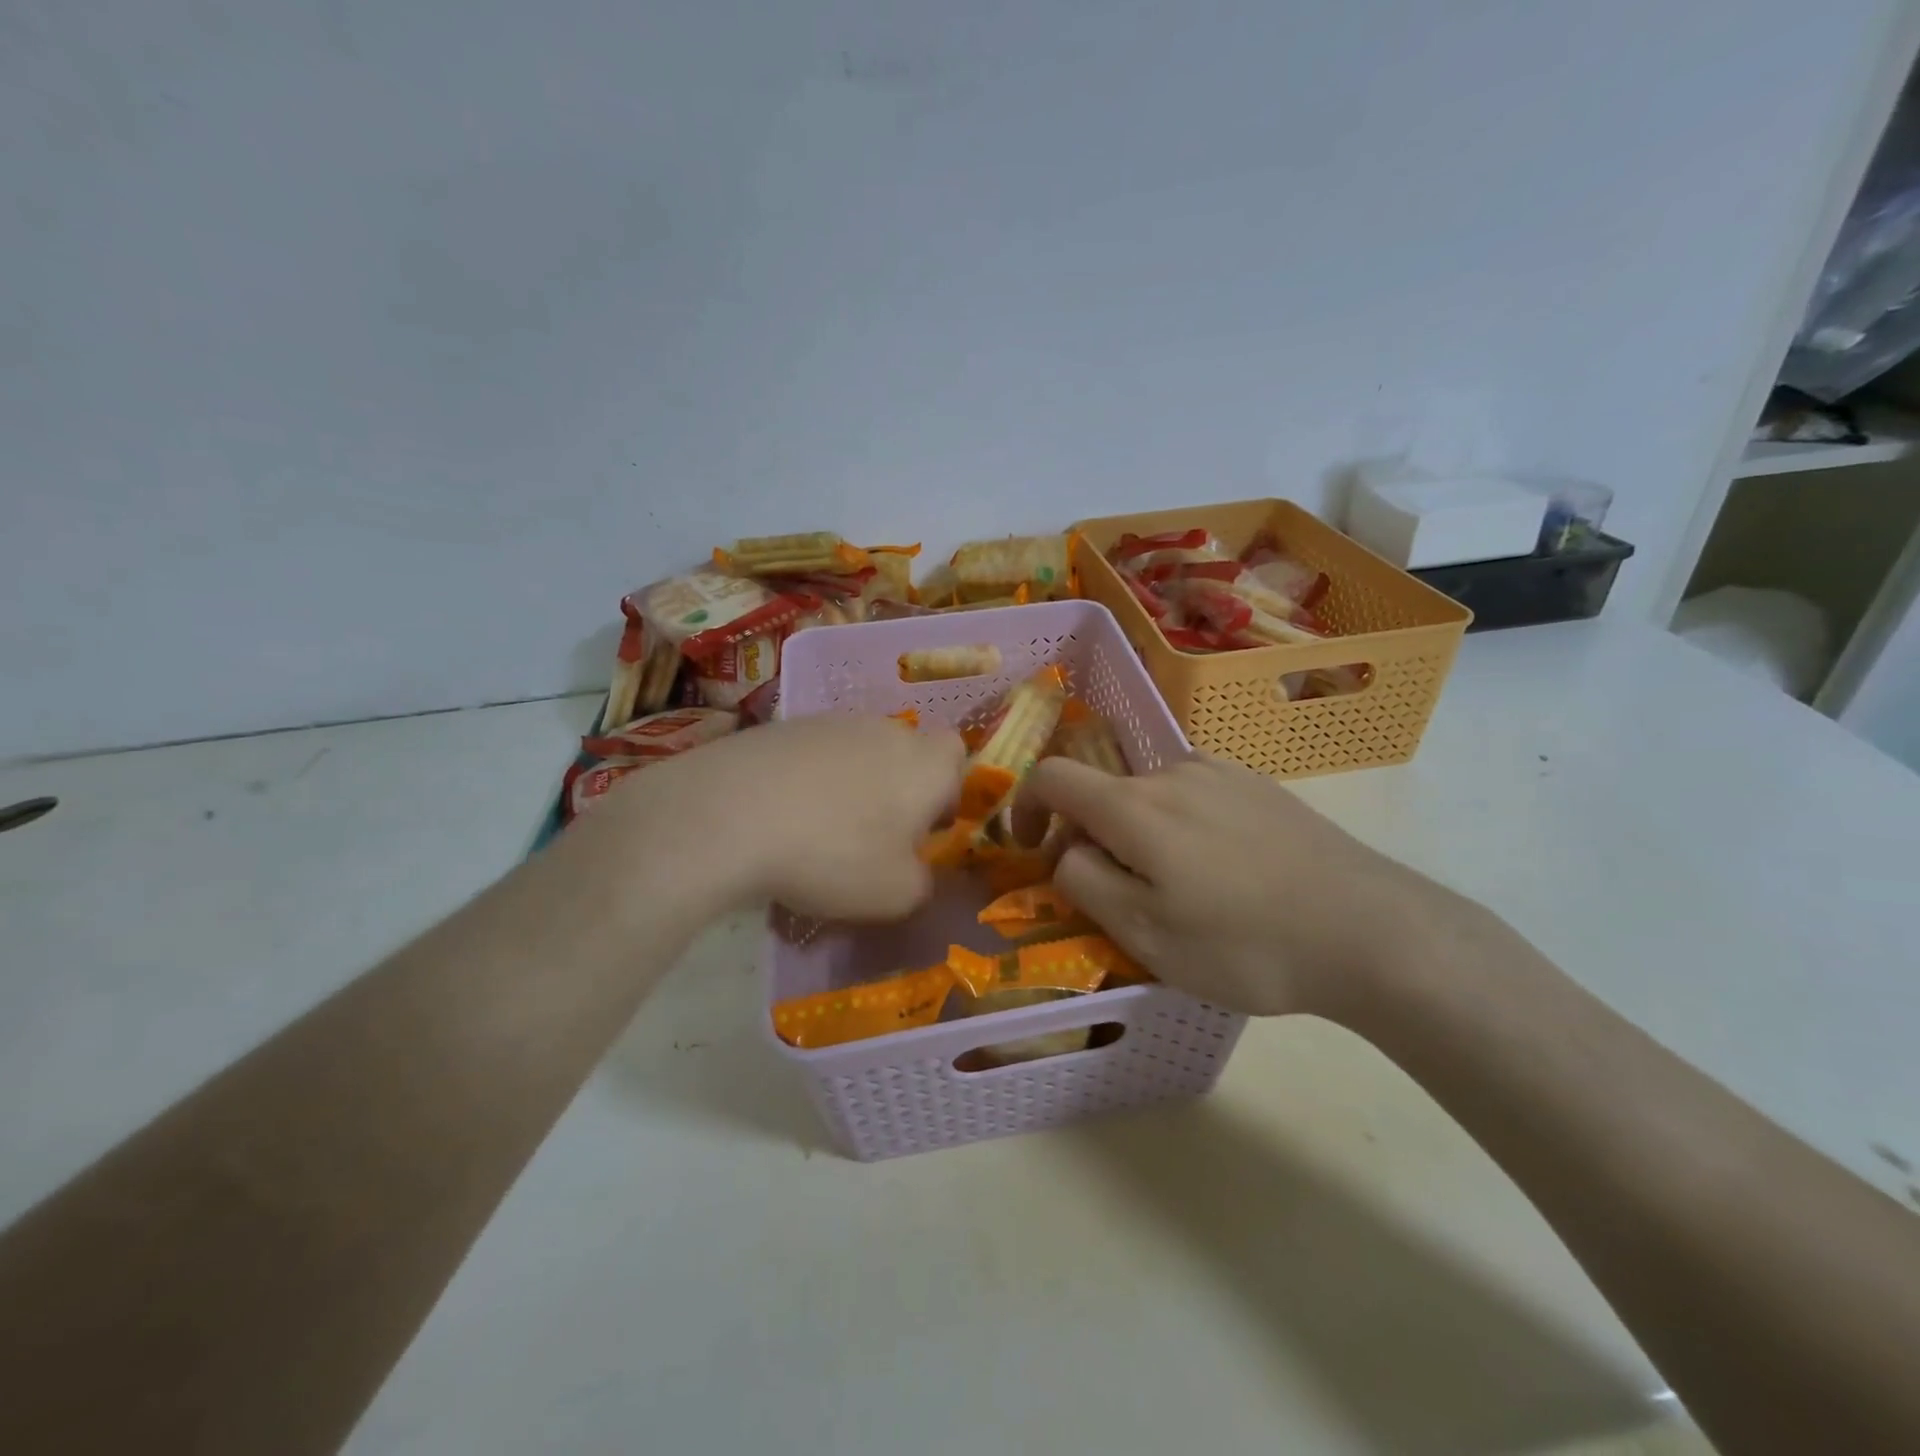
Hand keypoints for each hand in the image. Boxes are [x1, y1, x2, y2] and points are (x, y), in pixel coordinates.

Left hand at [589, 716, 966, 921]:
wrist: (730, 813)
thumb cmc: (834, 855)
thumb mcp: (896, 894)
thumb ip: (922, 882)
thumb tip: (915, 870)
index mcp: (925, 763)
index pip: (957, 754)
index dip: (947, 788)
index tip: (923, 827)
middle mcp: (885, 730)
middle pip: (904, 752)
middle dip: (896, 789)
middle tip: (871, 836)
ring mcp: (829, 722)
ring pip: (856, 752)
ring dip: (849, 785)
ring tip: (816, 830)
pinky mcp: (781, 726)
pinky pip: (811, 755)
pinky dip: (805, 781)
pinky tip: (779, 817)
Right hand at [1025, 755, 1466, 1017]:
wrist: (1371, 930)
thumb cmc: (1245, 943)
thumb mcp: (1146, 933)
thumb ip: (1085, 883)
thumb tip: (1065, 852)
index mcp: (1135, 805)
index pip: (1052, 777)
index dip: (1025, 809)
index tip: (1030, 851)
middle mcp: (1172, 771)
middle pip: (1104, 794)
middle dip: (1091, 839)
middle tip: (1118, 901)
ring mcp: (1222, 773)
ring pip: (1151, 799)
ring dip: (1140, 837)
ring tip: (1179, 894)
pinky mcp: (1260, 787)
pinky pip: (1195, 799)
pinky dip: (1182, 829)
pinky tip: (1224, 875)